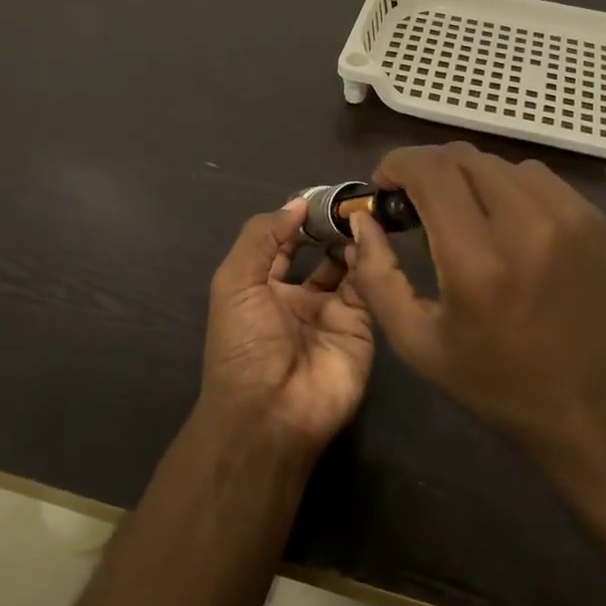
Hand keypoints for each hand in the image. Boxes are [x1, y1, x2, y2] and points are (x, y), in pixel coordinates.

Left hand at [202, 199, 375, 453]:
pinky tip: (370, 240)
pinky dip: (370, 263)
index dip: (298, 218)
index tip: (321, 193)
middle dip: (332, 228)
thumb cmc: (244, 343)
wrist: (270, 411)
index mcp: (262, 287)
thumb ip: (262, 237)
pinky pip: (368, 288)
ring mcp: (332, 313)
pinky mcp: (361, 327)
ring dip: (353, 241)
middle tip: (351, 200)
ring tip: (363, 215)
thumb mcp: (235, 282)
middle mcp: (298, 298)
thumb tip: (296, 203)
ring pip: (349, 266)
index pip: (283, 243)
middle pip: (320, 253)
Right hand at [346, 143, 605, 470]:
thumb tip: (363, 219)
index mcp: (478, 261)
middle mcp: (527, 224)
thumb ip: (378, 277)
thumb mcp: (418, 344)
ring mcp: (569, 216)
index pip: (430, 171)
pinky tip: (502, 222)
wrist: (596, 410)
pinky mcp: (594, 219)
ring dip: (466, 177)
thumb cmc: (498, 384)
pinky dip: (506, 186)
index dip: (397, 164)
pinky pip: (536, 177)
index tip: (384, 185)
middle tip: (414, 202)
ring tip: (460, 213)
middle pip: (462, 157)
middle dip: (426, 169)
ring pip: (498, 162)